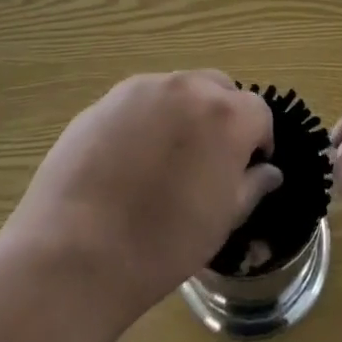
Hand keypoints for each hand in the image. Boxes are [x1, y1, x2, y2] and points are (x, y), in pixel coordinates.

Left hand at [0, 71, 280, 326]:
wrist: (73, 254)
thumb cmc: (161, 245)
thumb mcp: (220, 223)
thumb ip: (251, 187)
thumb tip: (268, 171)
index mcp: (226, 115)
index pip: (258, 112)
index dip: (258, 141)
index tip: (247, 169)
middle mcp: (188, 87)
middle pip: (219, 89)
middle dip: (223, 116)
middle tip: (208, 160)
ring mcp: (143, 89)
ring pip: (179, 90)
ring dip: (185, 114)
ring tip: (165, 160)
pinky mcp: (106, 100)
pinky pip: (141, 101)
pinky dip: (147, 120)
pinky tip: (128, 162)